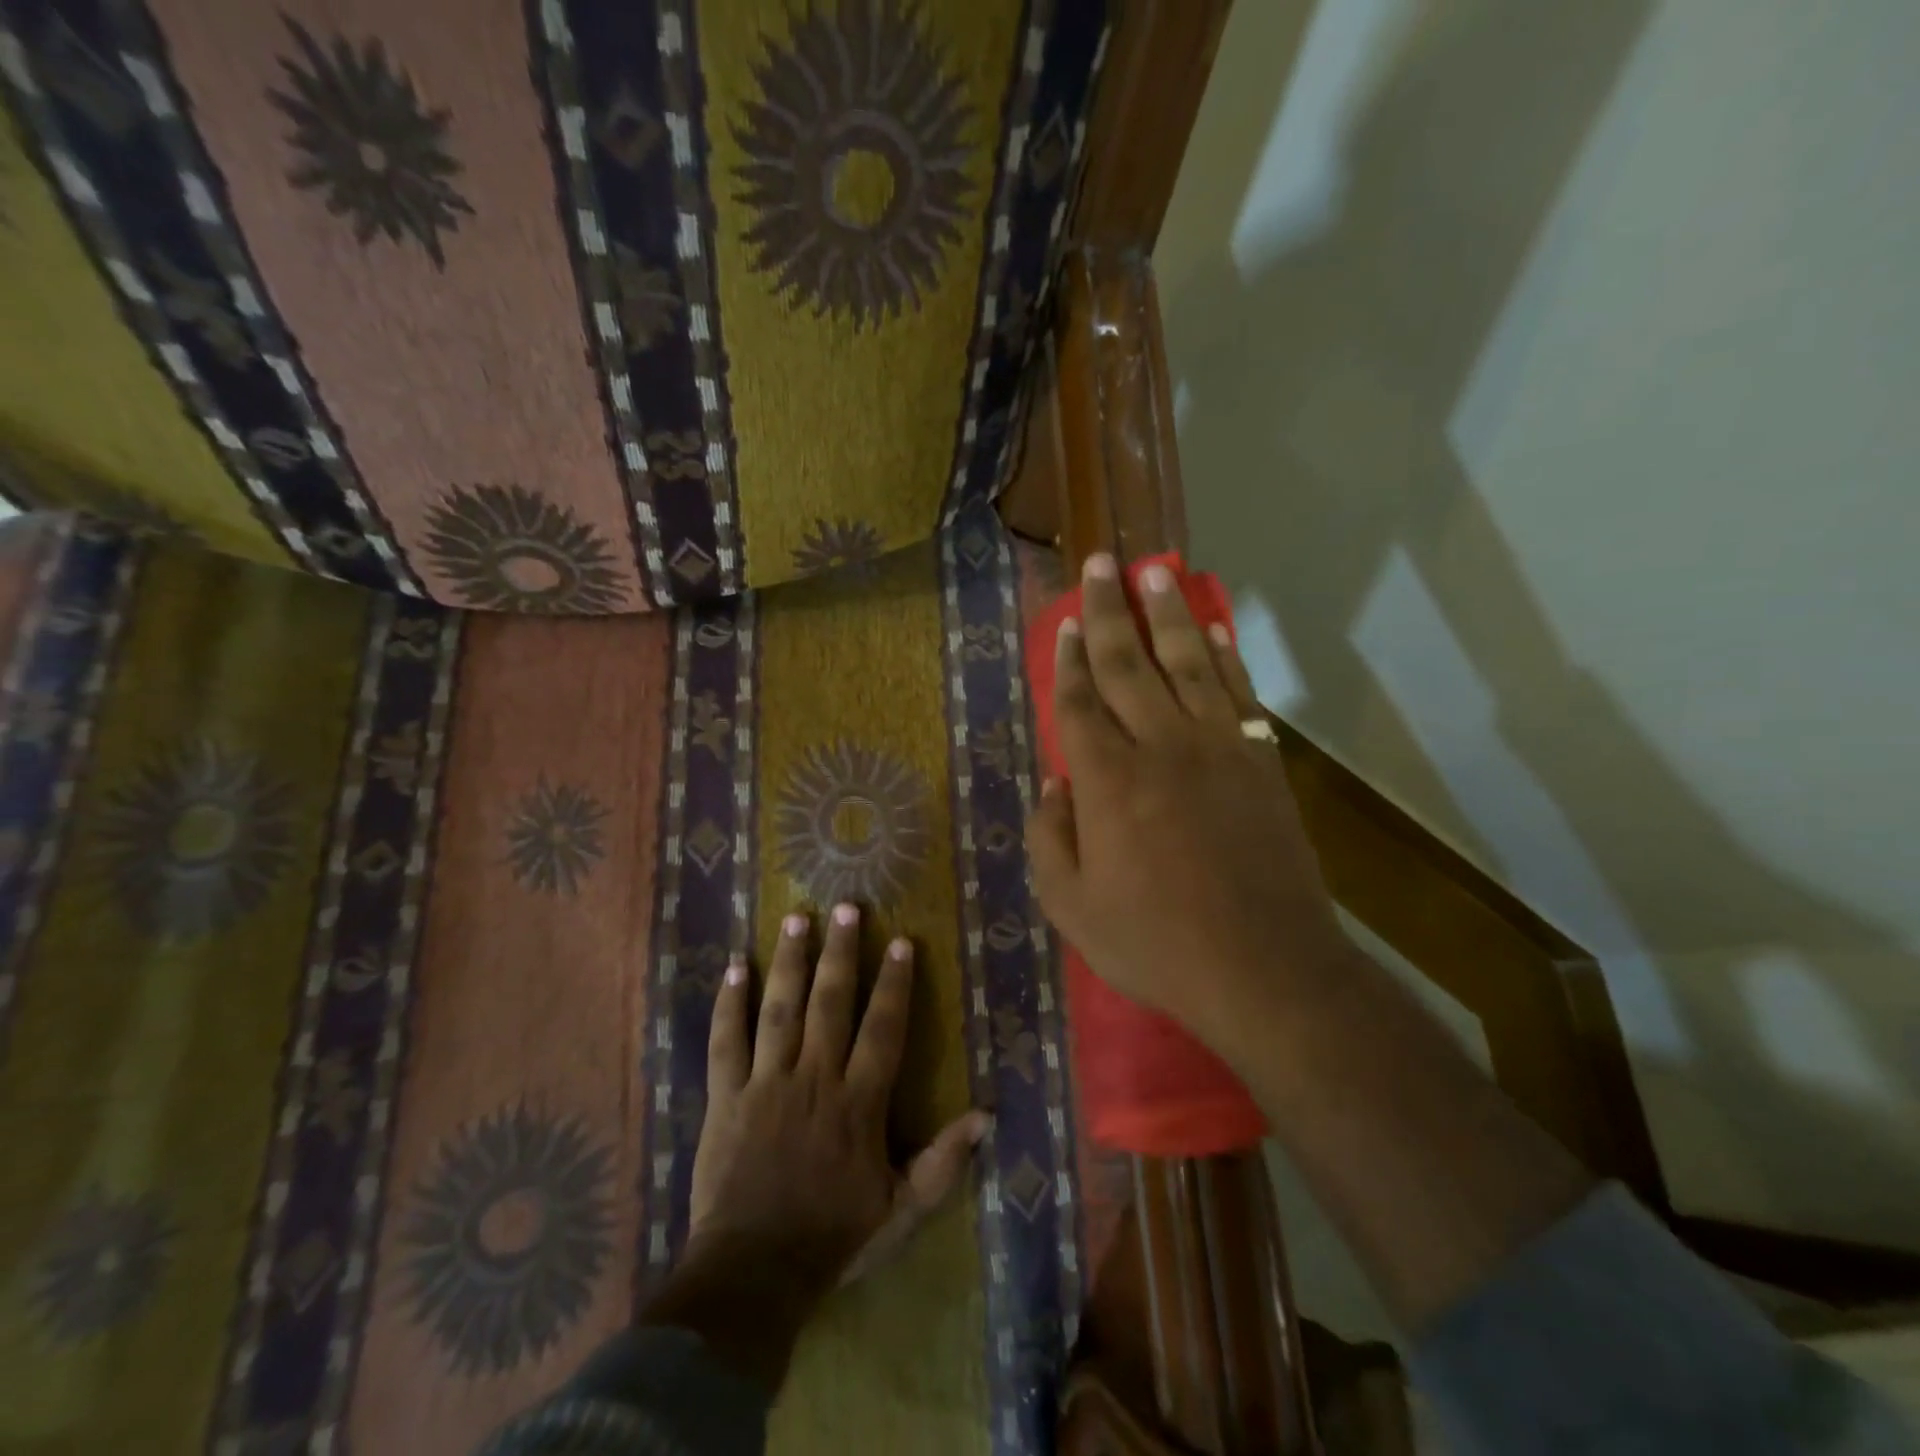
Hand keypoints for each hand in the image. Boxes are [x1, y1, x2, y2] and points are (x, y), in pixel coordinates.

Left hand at [648, 904, 987, 1388]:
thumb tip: (985, 1116)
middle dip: (841, 952)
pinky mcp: (725, 1097)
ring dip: (789, 961)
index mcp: (858, 1102)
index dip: (894, 984)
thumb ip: (943, 1163)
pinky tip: (734, 967)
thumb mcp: (901, 1210)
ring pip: (779, 1009)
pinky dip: (729, 1004)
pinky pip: (725, 1042)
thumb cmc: (834, 1239)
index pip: (882, 1029)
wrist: (753, 1275)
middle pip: (830, 1003)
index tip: (901, 943)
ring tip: (797, 919)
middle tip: (847, 908)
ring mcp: (765, 1083)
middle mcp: (814, 1078)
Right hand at [1027, 554, 1352, 1064]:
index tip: (1061, 622)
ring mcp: (1217, 749)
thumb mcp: (1072, 908)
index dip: (1065, 659)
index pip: (1078, 702)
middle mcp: (1160, 747)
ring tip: (1155, 572)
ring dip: (1169, 614)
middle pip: (1127, 664)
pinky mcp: (1261, 763)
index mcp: (1107, 781)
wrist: (1264, 969)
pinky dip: (1224, 658)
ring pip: (1187, 663)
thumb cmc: (1156, 944)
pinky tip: (1213, 631)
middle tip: (1099, 564)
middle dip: (1107, 612)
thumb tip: (1055, 783)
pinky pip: (1238, 695)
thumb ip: (1050, 839)